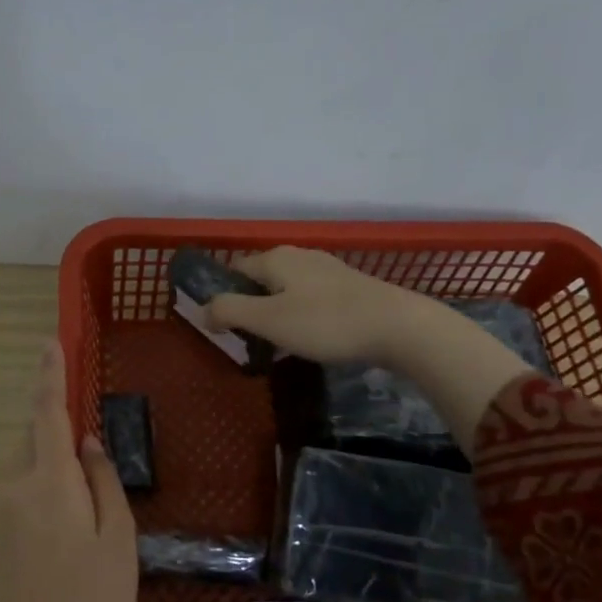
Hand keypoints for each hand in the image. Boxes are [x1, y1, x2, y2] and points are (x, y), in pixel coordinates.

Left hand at [0, 340, 136, 601]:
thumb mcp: (117, 535)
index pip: (47, 414)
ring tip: (86, 486)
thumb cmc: (93, 595)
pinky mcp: (0, 535)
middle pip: (34, 438)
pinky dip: (45, 483)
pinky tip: (69, 516)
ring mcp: (4, 512)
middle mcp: (17, 487)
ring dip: (51, 458)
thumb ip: (103, 480)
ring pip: (28, 465)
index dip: (50, 375)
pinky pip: (23, 490)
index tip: (50, 342)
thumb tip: (87, 441)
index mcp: (50, 481)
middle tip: (87, 438)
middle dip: (55, 423)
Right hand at [206, 246, 534, 453]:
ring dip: (276, 315)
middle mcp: (301, 256)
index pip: (235, 270)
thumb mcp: (268, 320)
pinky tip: (310, 340)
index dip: (223, 297)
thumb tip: (203, 311)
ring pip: (287, 290)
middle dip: (250, 307)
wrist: (398, 327)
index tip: (222, 330)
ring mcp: (328, 270)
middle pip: (261, 280)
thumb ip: (229, 311)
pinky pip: (311, 300)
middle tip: (249, 341)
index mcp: (277, 258)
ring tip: (277, 345)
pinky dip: (301, 317)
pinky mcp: (350, 288)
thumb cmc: (326, 322)